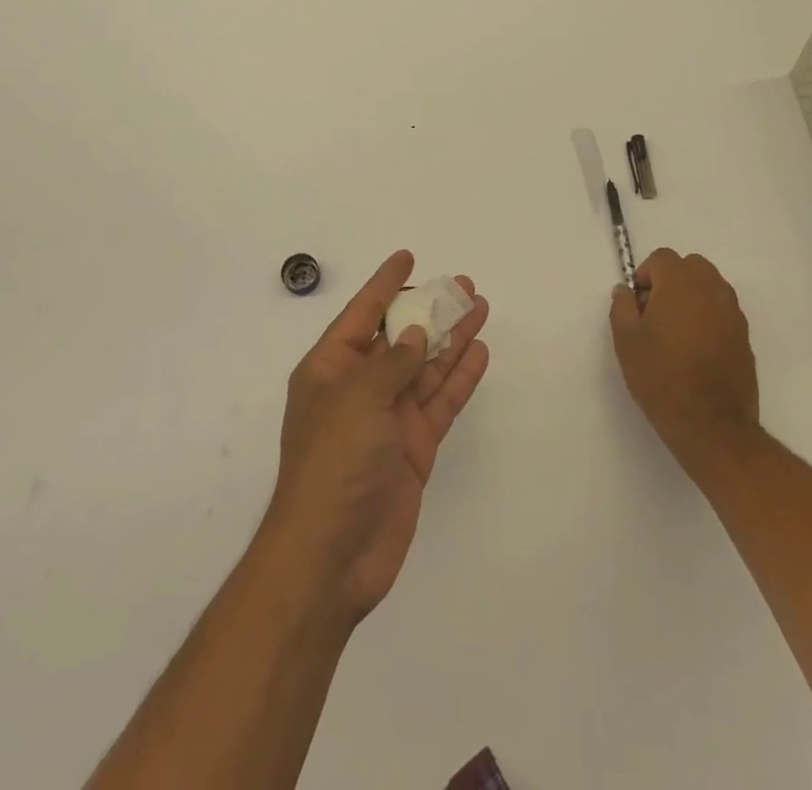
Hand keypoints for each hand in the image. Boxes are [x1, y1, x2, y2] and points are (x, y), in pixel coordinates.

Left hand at [261, 250, 489, 625]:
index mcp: (330, 369)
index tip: (408, 256)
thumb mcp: (357, 399)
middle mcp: (360, 388)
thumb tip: (415, 335)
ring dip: (452, 338)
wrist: (333, 555)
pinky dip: (460, 377)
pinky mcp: (414, 447)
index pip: (362, 314)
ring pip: (427, 366)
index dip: (385, 284)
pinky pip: (440, 402)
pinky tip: (479, 351)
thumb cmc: (333, 463)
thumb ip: (392, 363)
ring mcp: (389, 419)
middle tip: (463, 285)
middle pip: (401, 337)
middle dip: (430, 310)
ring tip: (480, 307)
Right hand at [610, 248, 759, 473]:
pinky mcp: (745, 338)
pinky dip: (709, 317)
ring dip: (693, 296)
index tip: (638, 303)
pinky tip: (696, 349)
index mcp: (681, 284)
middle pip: (692, 266)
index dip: (646, 274)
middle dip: (672, 279)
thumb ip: (622, 307)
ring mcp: (733, 314)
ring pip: (711, 286)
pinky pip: (724, 311)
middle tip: (656, 311)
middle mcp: (712, 291)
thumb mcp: (626, 341)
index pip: (663, 258)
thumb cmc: (661, 377)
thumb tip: (625, 291)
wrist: (711, 425)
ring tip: (677, 331)